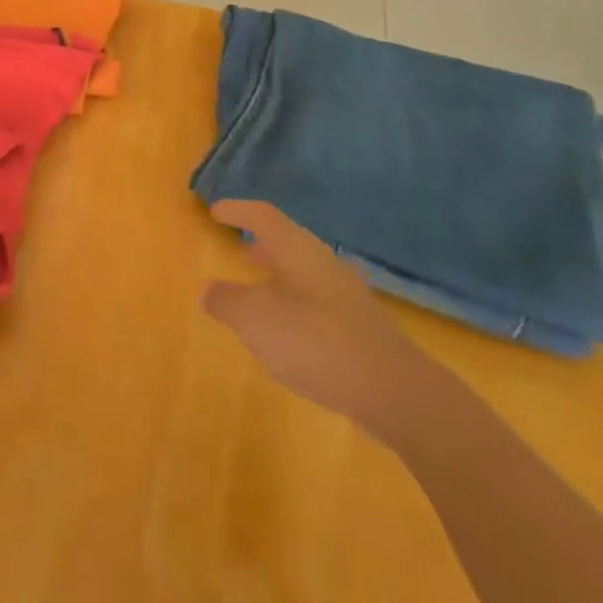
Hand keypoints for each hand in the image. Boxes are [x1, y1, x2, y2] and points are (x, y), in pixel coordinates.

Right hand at [203, 199, 437, 445]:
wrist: (394, 391)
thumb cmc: (315, 341)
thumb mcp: (255, 321)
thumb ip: (226, 302)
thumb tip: (208, 291)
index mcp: (296, 250)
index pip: (262, 216)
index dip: (237, 210)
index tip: (216, 211)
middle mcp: (323, 263)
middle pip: (287, 242)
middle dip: (262, 245)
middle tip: (240, 251)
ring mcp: (347, 295)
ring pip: (304, 273)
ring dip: (279, 276)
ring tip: (259, 293)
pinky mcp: (361, 327)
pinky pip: (318, 301)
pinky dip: (296, 304)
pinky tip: (290, 332)